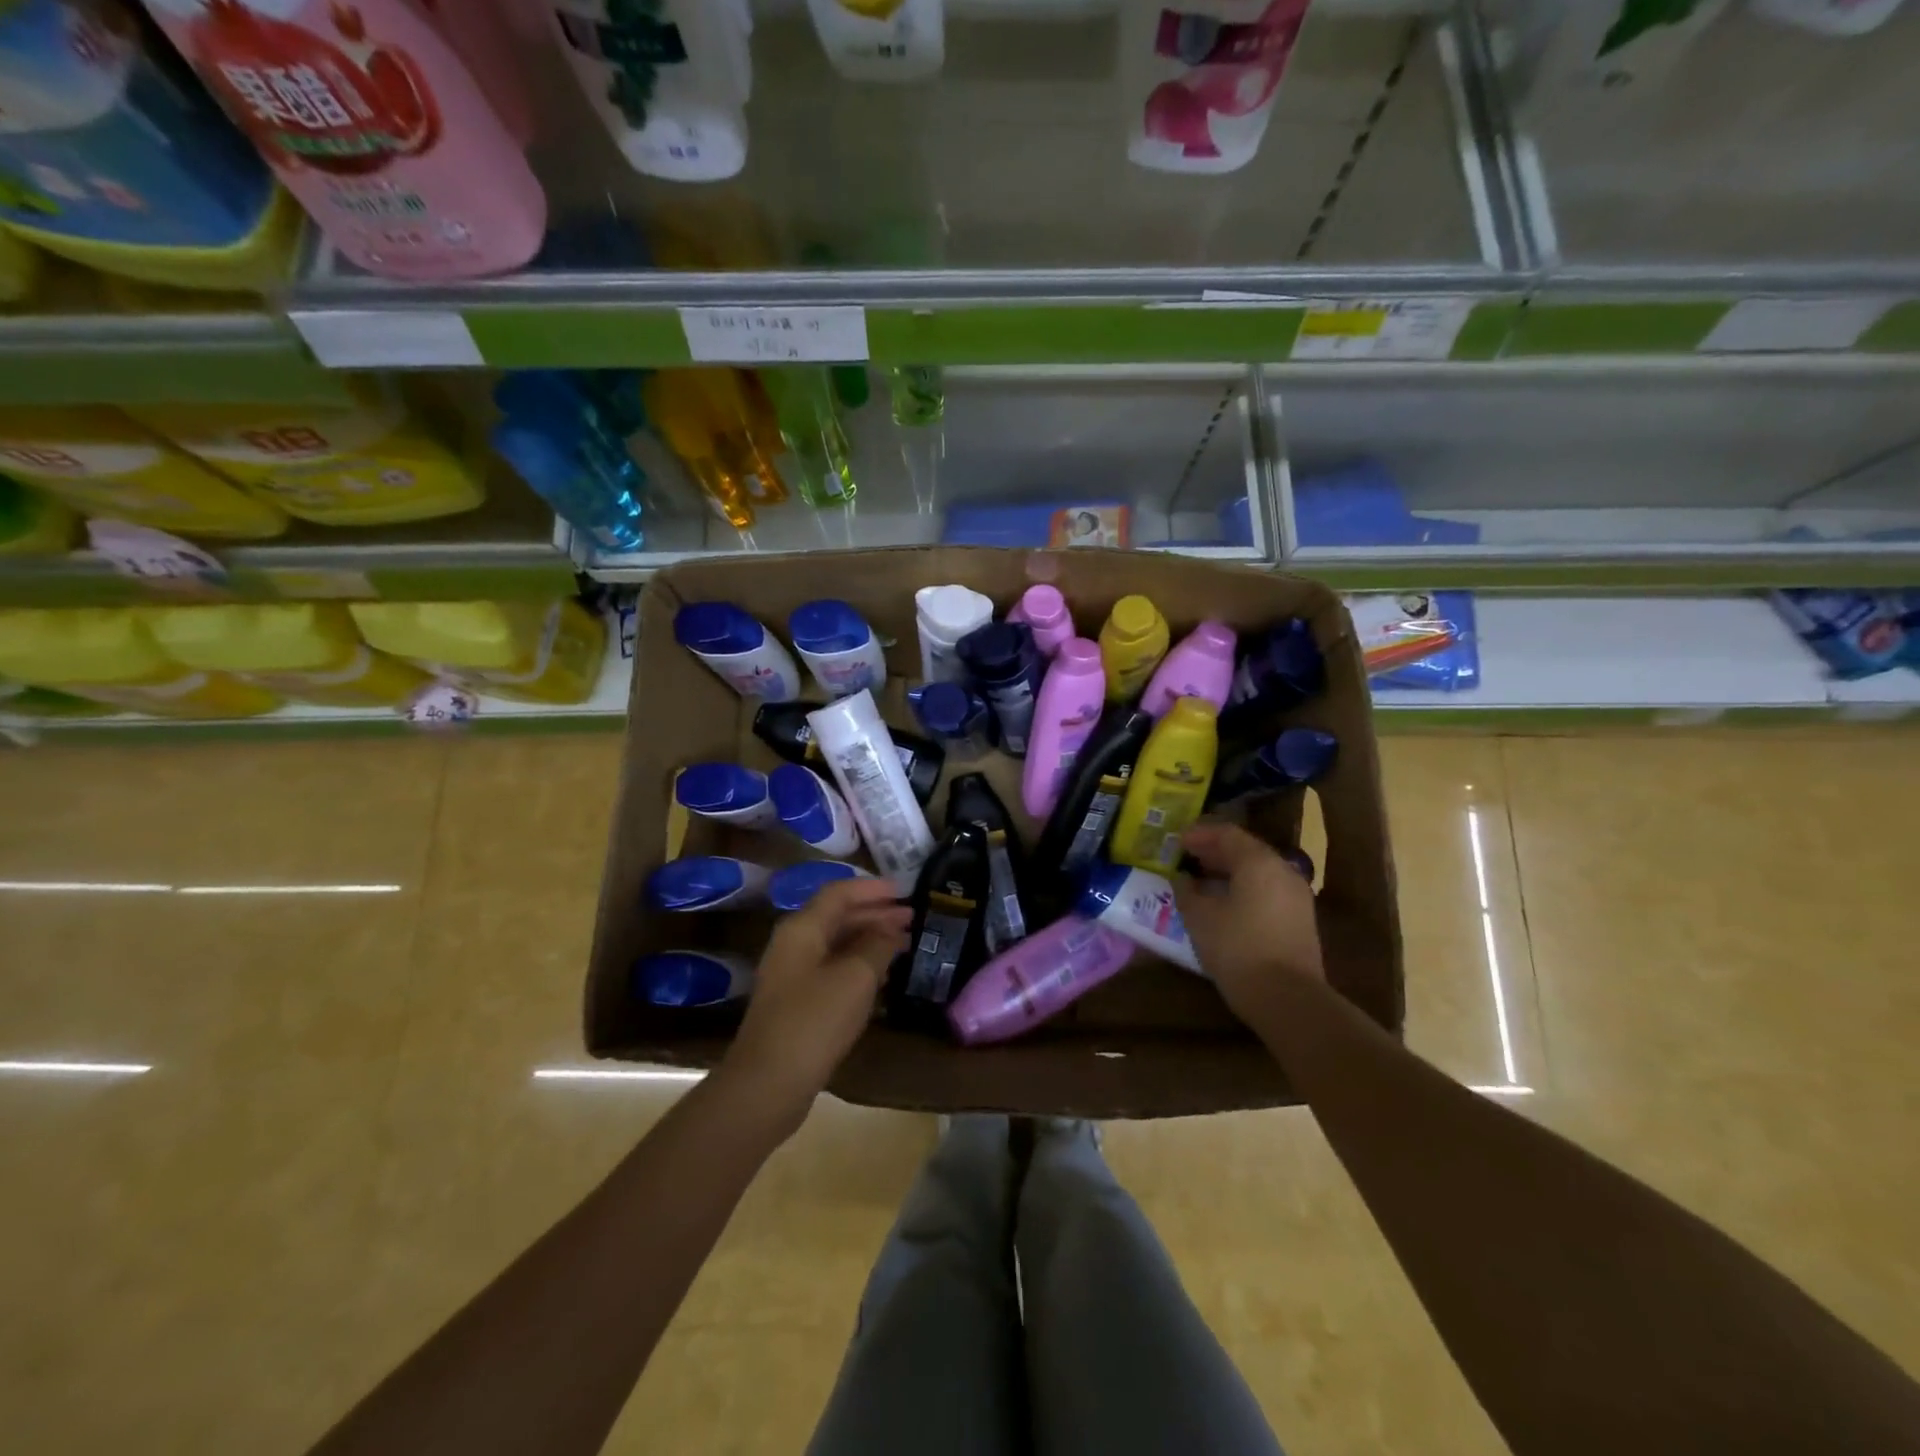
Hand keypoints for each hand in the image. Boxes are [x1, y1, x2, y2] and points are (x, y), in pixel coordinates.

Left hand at [724, 878, 911, 1115]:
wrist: (768, 1084)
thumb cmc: (814, 1021)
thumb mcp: (856, 977)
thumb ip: (878, 945)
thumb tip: (891, 929)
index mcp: (802, 928)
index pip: (840, 892)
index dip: (873, 888)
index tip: (905, 890)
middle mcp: (794, 945)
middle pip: (838, 917)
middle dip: (876, 914)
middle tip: (913, 917)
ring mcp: (793, 975)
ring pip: (837, 944)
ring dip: (870, 940)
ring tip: (905, 943)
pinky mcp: (798, 1003)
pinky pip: (834, 969)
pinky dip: (860, 964)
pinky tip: (883, 975)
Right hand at [1174, 823, 1323, 1021]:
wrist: (1287, 998)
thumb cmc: (1237, 948)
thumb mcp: (1199, 917)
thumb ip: (1186, 890)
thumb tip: (1182, 878)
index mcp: (1258, 862)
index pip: (1227, 834)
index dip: (1200, 834)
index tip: (1178, 841)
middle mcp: (1282, 870)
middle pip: (1246, 850)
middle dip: (1215, 851)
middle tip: (1187, 857)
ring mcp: (1296, 896)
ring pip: (1258, 872)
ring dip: (1229, 871)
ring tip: (1202, 881)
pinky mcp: (1300, 920)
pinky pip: (1267, 891)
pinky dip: (1244, 888)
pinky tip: (1224, 904)